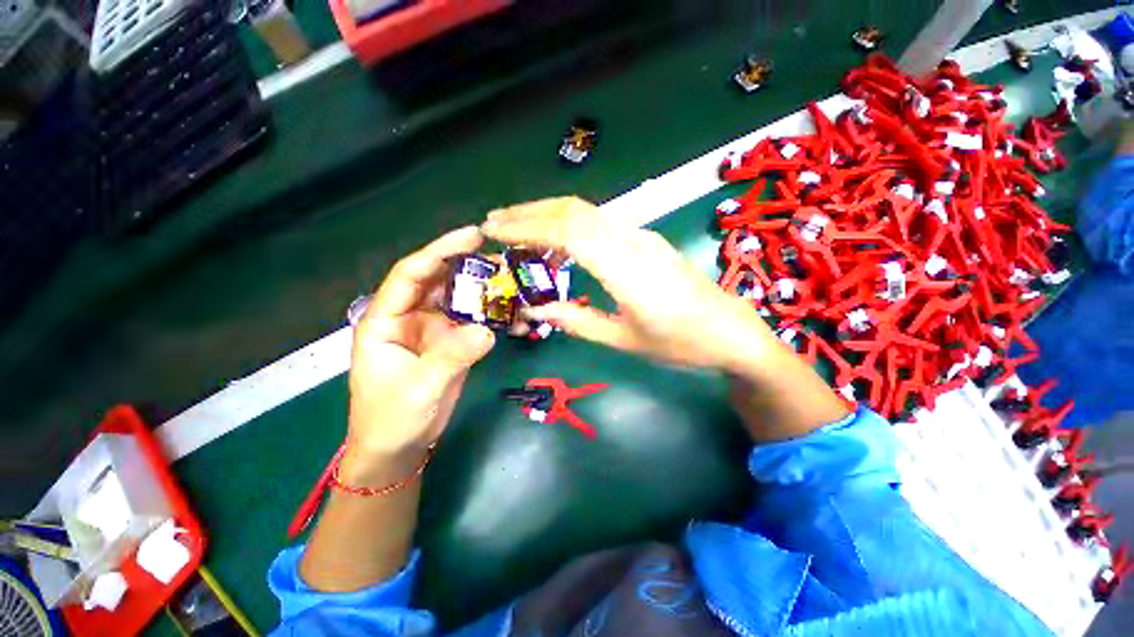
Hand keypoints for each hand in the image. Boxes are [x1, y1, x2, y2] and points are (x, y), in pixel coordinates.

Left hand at [348, 226, 495, 464]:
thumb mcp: (419, 387)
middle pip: (441, 280)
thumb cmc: (392, 418)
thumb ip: (452, 356)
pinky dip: (495, 317)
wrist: (401, 445)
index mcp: (386, 319)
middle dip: (470, 266)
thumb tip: (487, 331)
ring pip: (462, 298)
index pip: (411, 275)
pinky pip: (476, 321)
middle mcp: (411, 316)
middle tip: (504, 259)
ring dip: (487, 290)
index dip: (440, 251)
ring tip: (516, 283)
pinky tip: (516, 317)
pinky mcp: (453, 342)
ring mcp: (434, 329)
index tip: (473, 236)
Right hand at [482, 197, 849, 441]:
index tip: (493, 230)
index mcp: (625, 269)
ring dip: (548, 213)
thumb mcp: (623, 340)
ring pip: (587, 211)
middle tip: (495, 221)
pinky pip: (600, 222)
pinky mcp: (646, 239)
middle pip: (573, 211)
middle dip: (530, 212)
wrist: (731, 331)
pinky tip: (556, 238)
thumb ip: (576, 321)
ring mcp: (642, 235)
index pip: (567, 233)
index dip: (526, 228)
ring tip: (516, 225)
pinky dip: (569, 222)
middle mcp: (632, 241)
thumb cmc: (679, 343)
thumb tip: (535, 309)